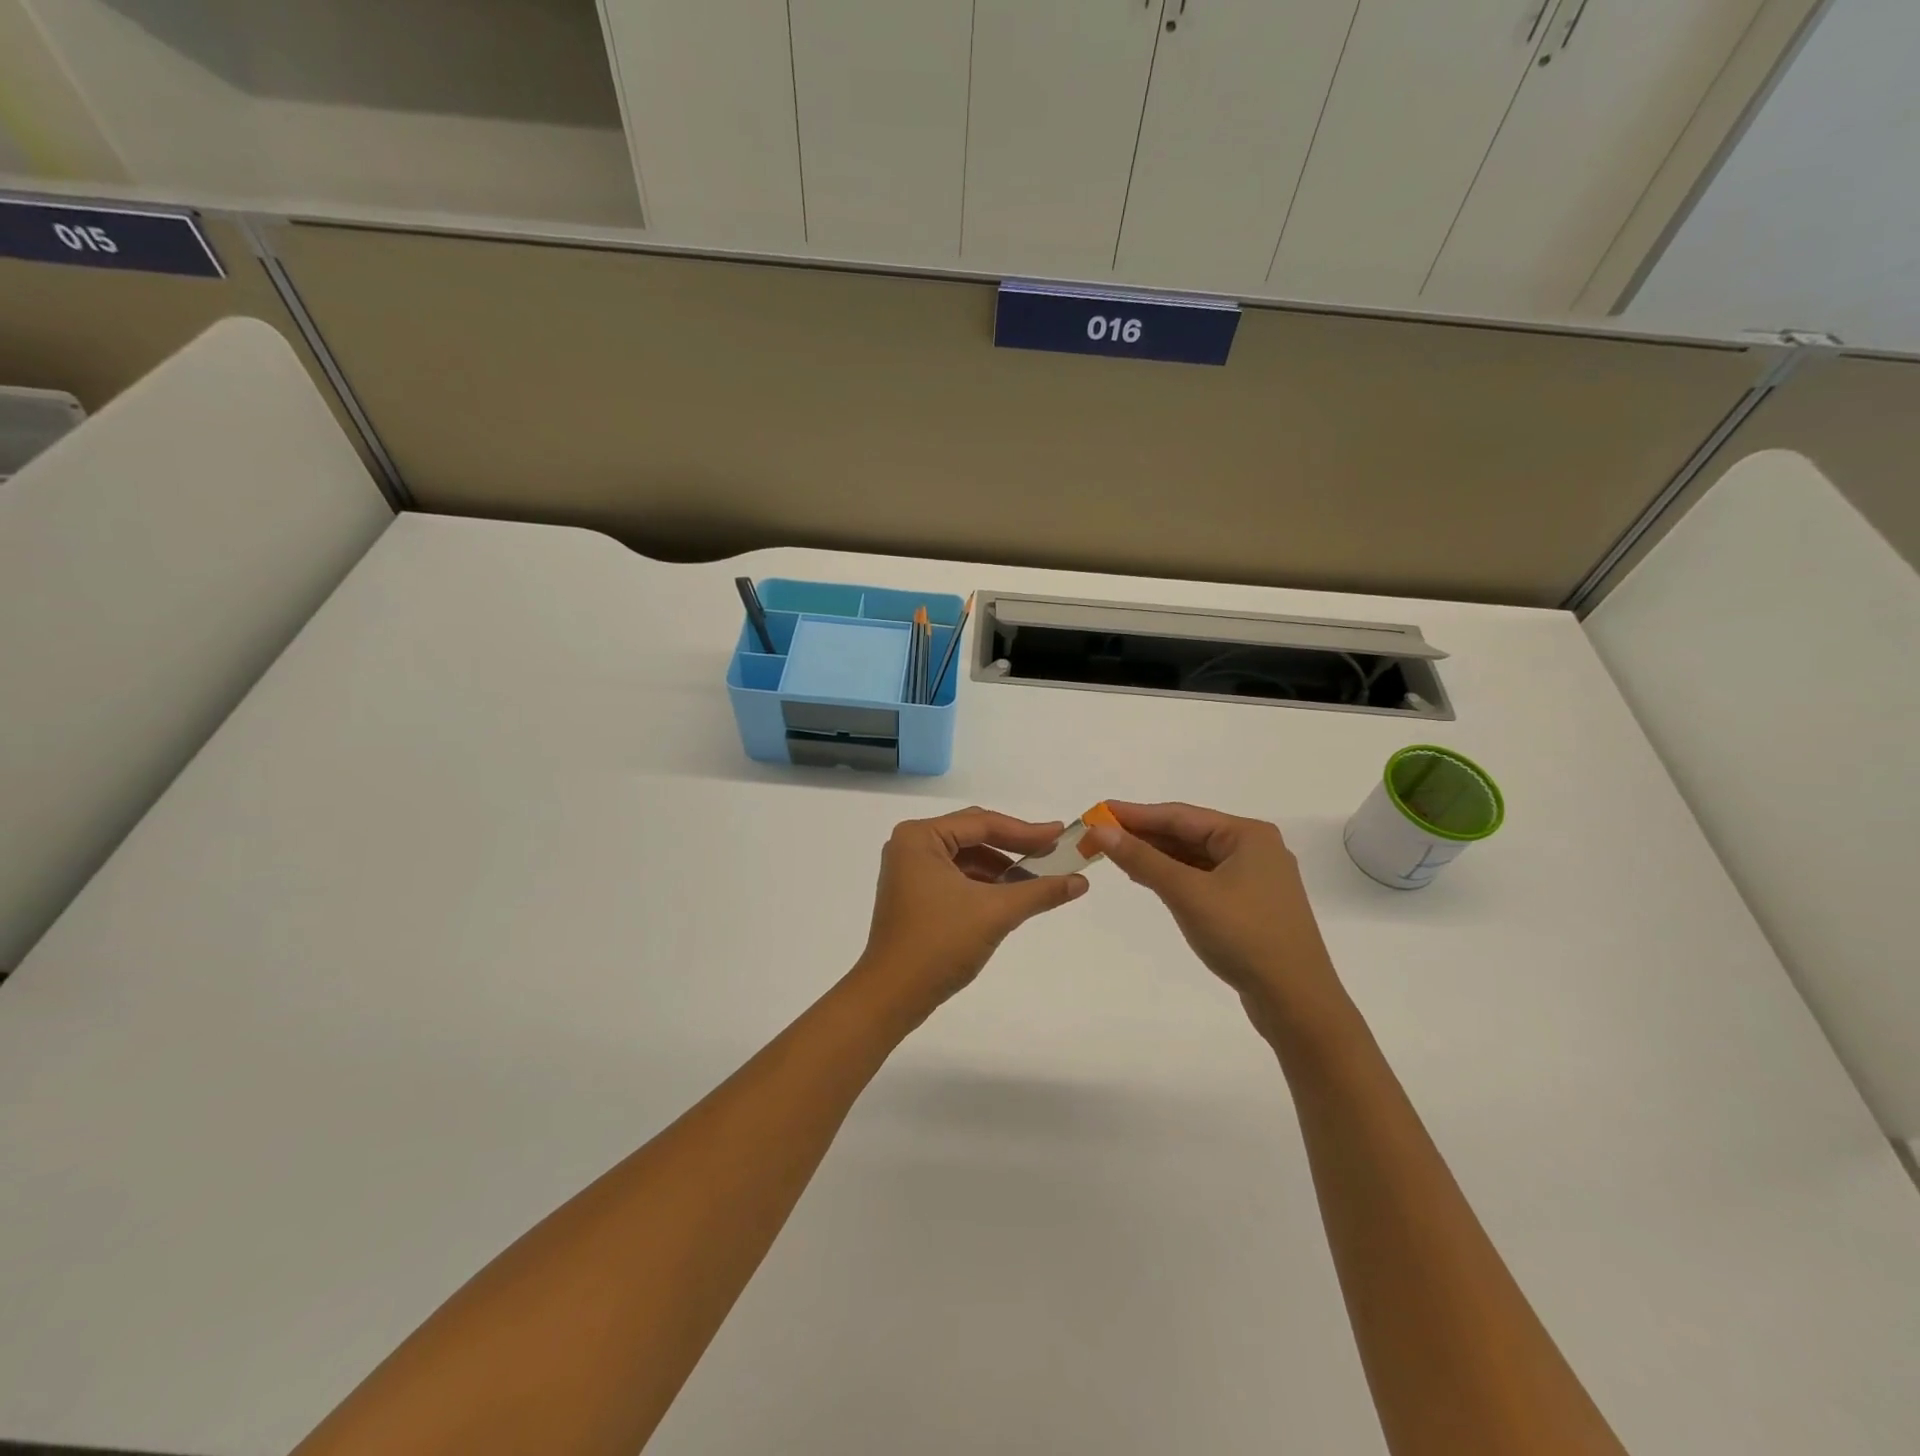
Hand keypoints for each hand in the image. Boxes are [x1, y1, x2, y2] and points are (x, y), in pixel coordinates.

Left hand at [856, 808, 1088, 1017]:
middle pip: (973, 836)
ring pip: (966, 858)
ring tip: (1038, 880)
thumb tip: (1080, 882)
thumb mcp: (995, 913)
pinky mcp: (913, 894)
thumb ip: (1039, 892)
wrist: (891, 996)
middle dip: (1014, 847)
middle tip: (1053, 852)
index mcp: (920, 837)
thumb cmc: (939, 944)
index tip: (1062, 835)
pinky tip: (1010, 897)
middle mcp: (911, 845)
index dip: (1026, 831)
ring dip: (1001, 868)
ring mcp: (909, 871)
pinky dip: (983, 885)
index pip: (982, 823)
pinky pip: (956, 877)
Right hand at [1088, 802, 1344, 1034]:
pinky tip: (1149, 878)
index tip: (1097, 812)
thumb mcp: (1187, 892)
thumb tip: (1101, 830)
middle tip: (1099, 835)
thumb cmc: (1243, 936)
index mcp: (1247, 835)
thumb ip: (1142, 859)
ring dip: (1157, 856)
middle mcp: (1254, 849)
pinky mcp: (1250, 906)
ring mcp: (1255, 879)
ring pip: (1195, 857)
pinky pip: (1203, 879)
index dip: (1135, 814)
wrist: (1296, 1001)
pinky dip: (1174, 876)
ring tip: (1115, 853)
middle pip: (1188, 833)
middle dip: (1144, 835)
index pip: (1180, 815)